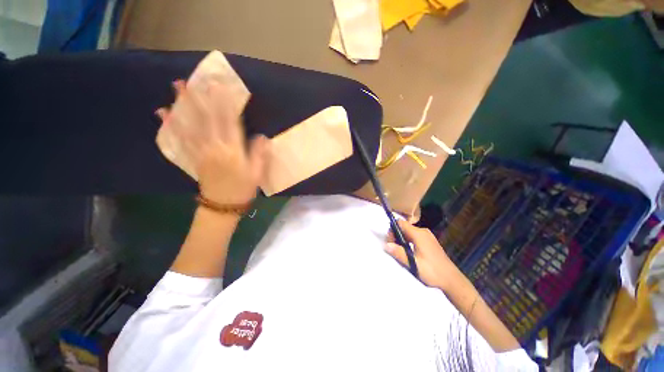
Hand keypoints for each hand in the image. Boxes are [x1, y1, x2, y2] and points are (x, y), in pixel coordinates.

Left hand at [157, 80, 268, 204]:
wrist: (223, 205)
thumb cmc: (244, 188)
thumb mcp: (257, 173)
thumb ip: (259, 154)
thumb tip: (262, 136)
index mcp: (233, 151)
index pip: (229, 123)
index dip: (224, 104)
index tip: (220, 87)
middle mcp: (214, 147)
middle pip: (206, 119)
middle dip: (199, 98)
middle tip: (190, 79)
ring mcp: (201, 152)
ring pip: (191, 125)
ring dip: (183, 106)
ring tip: (176, 89)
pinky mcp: (194, 157)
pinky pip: (180, 139)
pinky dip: (171, 125)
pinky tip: (164, 114)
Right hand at [385, 220, 456, 290]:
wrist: (452, 280)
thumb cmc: (432, 271)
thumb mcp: (413, 264)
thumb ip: (399, 253)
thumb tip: (385, 245)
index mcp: (418, 234)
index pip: (400, 223)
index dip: (392, 230)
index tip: (390, 241)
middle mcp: (423, 231)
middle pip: (404, 227)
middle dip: (396, 235)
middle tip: (394, 248)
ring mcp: (427, 236)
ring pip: (409, 232)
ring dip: (402, 239)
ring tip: (401, 252)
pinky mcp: (429, 241)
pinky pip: (414, 236)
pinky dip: (408, 241)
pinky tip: (409, 252)